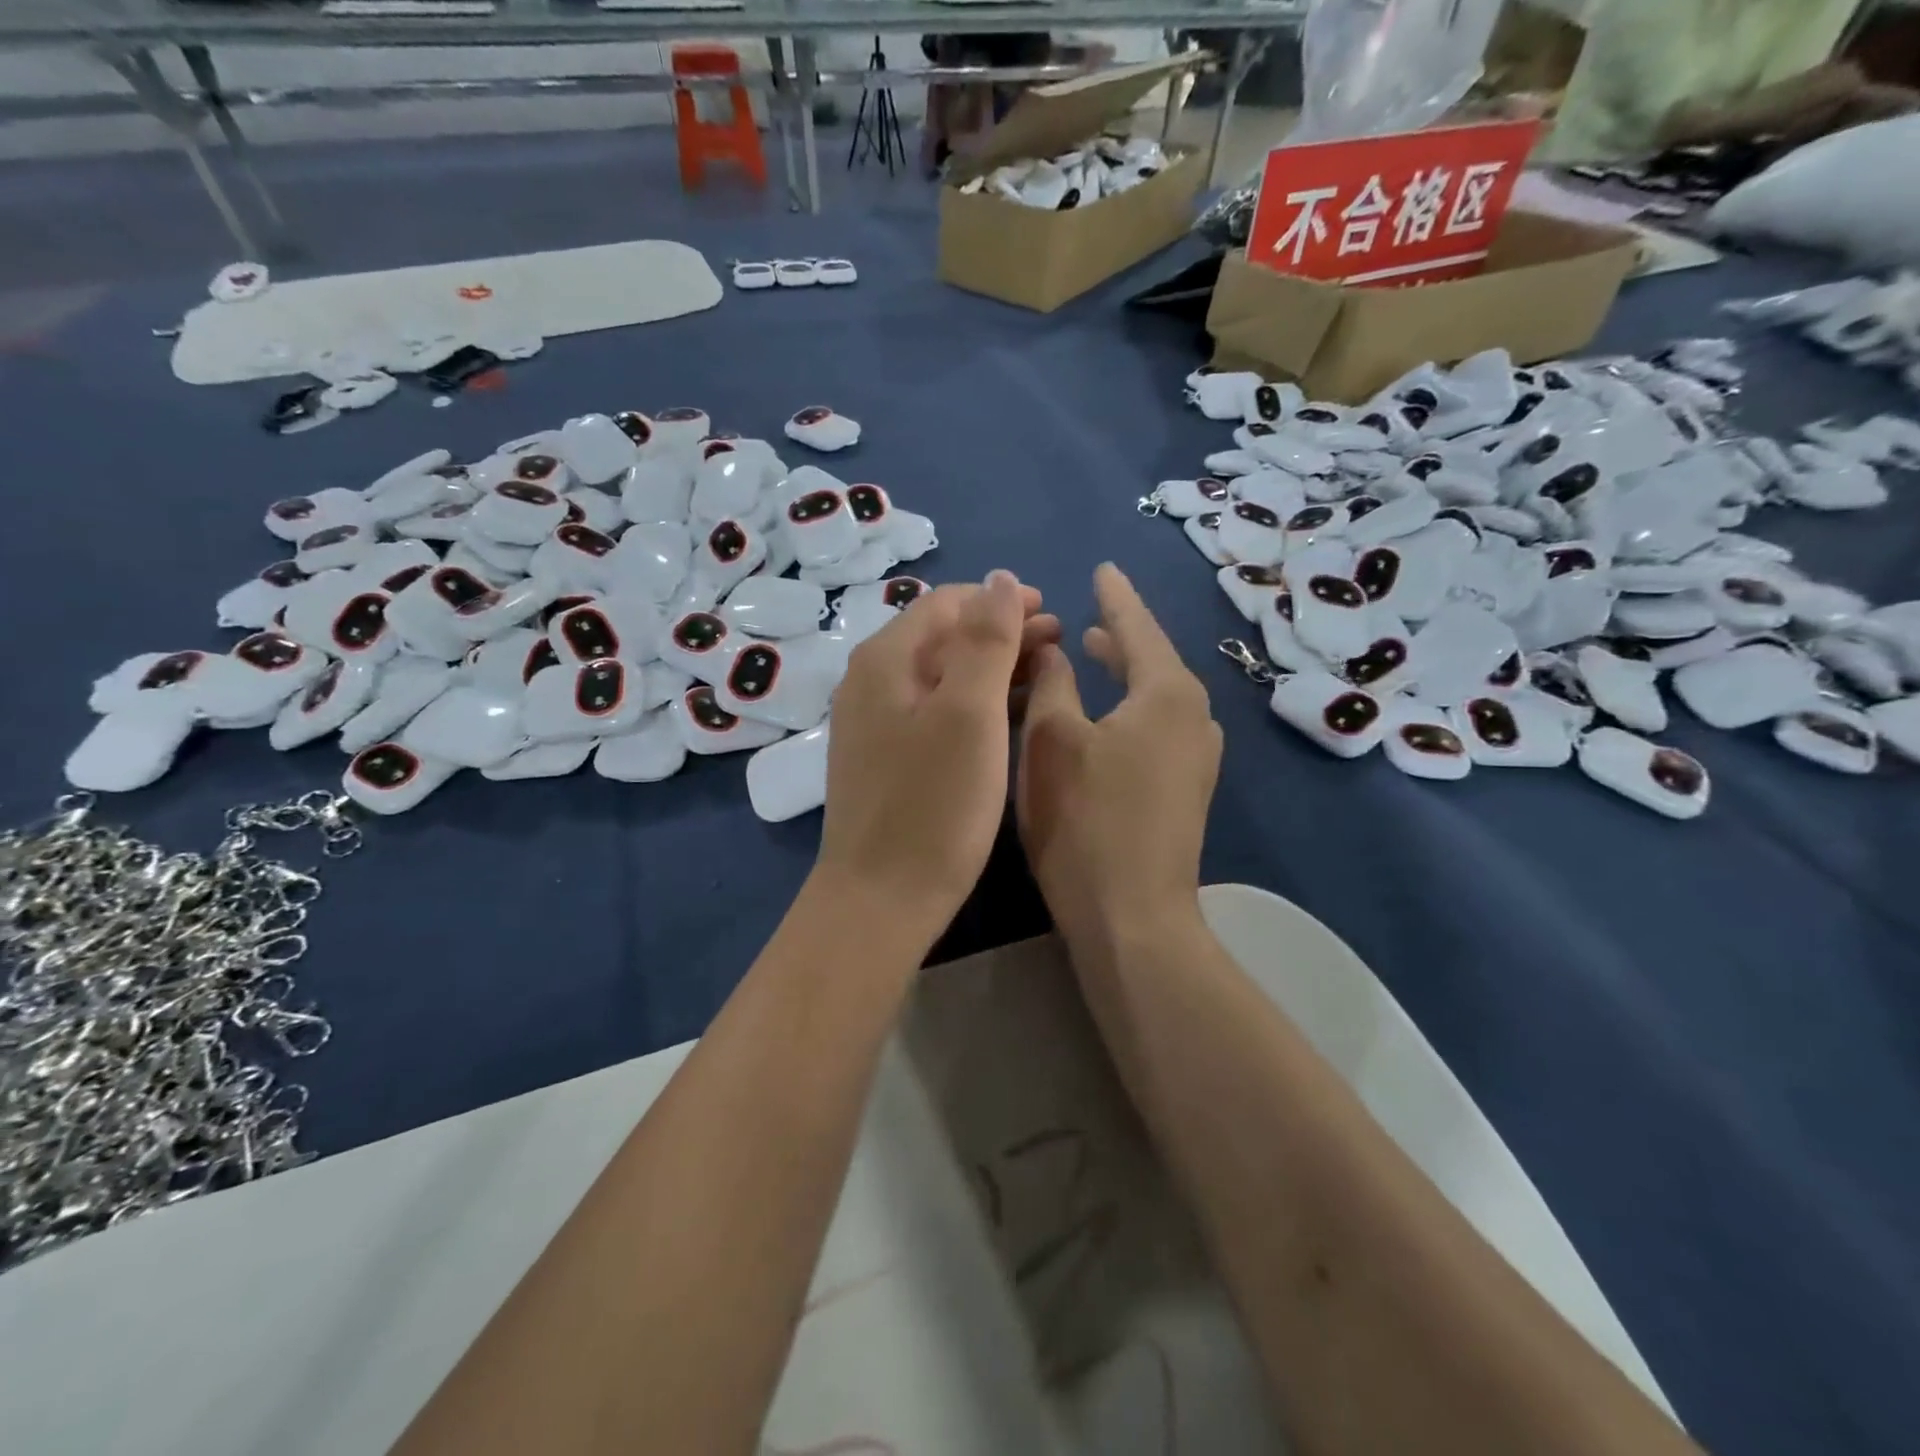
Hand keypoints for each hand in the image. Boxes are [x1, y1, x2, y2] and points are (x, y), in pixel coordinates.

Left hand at [817, 571, 1058, 933]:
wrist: (880, 899)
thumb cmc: (933, 805)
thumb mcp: (969, 713)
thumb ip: (985, 640)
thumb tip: (999, 579)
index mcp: (886, 660)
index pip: (946, 603)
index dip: (1000, 600)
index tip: (1050, 612)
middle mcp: (870, 682)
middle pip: (942, 637)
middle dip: (1001, 632)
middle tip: (1058, 643)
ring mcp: (874, 723)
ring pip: (940, 675)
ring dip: (991, 667)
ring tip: (1043, 675)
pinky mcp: (885, 759)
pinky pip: (933, 710)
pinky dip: (973, 702)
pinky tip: (1005, 717)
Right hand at [1017, 563, 1220, 953]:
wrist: (1133, 918)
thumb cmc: (1086, 821)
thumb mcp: (1052, 740)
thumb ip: (1051, 683)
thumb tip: (1057, 651)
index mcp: (1167, 693)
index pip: (1138, 626)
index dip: (1116, 595)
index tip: (1103, 567)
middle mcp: (1195, 717)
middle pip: (1153, 659)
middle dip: (1120, 634)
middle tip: (1090, 612)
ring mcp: (1196, 758)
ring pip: (1156, 696)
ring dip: (1125, 673)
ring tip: (1094, 653)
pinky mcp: (1186, 791)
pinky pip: (1158, 727)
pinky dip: (1131, 708)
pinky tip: (1107, 717)